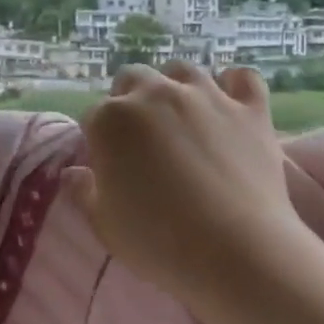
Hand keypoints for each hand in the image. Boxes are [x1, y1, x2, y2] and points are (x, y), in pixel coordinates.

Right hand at [68, 63, 307, 306]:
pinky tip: (230, 103)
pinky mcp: (249, 109)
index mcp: (111, 120)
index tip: (108, 165)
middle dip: (129, 101)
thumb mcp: (104, 225)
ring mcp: (205, 96)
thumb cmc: (158, 243)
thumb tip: (73, 174)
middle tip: (140, 139)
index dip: (98, 141)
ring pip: (182, 70)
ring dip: (175, 87)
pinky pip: (242, 78)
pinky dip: (234, 86)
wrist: (236, 253)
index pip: (93, 117)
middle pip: (132, 79)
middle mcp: (155, 94)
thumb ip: (83, 193)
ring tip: (180, 117)